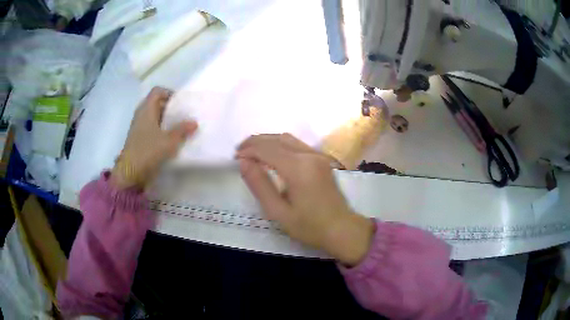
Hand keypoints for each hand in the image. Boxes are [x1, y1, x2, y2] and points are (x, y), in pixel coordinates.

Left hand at [111, 87, 197, 189]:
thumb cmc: (148, 151)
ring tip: (179, 127)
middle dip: (170, 108)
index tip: (180, 103)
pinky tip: (170, 139)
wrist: (130, 173)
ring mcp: (139, 127)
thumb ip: (182, 130)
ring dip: (166, 120)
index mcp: (146, 110)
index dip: (169, 93)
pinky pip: (151, 128)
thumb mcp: (169, 141)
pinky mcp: (139, 139)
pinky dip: (161, 130)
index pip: (157, 91)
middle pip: (156, 103)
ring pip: (154, 117)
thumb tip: (194, 122)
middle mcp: (141, 115)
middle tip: (183, 115)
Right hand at [236, 134, 373, 265]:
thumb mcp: (278, 211)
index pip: (267, 149)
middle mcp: (309, 155)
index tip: (235, 158)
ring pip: (287, 138)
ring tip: (252, 151)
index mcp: (298, 168)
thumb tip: (243, 162)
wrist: (342, 229)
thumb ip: (259, 184)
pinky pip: (297, 144)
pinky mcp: (322, 159)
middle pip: (277, 139)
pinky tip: (271, 154)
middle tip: (240, 152)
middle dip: (255, 142)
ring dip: (267, 141)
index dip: (248, 150)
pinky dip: (280, 144)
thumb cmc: (309, 226)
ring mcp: (318, 155)